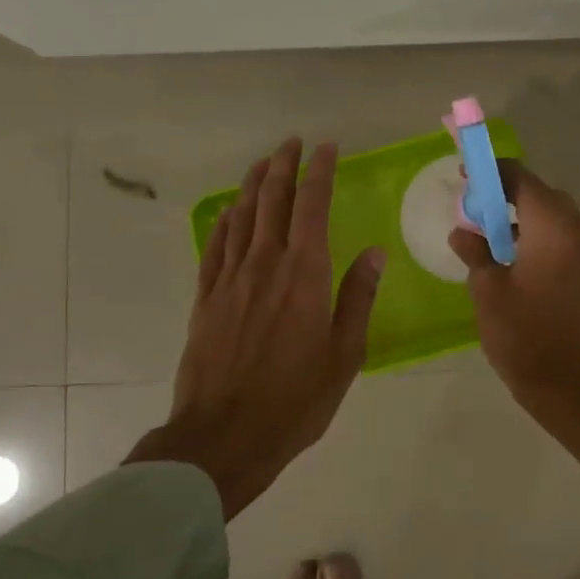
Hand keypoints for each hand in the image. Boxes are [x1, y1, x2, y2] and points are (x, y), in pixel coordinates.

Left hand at [126, 138, 385, 518]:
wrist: (224, 435)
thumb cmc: (295, 399)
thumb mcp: (343, 354)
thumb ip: (356, 298)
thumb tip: (373, 254)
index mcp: (304, 274)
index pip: (312, 207)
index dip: (319, 172)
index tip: (325, 148)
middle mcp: (265, 265)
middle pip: (272, 201)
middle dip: (283, 166)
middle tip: (292, 143)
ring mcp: (230, 280)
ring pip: (242, 217)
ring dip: (254, 185)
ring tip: (264, 163)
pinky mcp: (206, 298)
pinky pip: (215, 247)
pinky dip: (224, 222)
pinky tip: (230, 212)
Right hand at [448, 161, 579, 472]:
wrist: (565, 382)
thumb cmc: (521, 333)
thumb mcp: (487, 288)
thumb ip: (475, 251)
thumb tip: (463, 232)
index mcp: (551, 226)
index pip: (520, 178)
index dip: (491, 172)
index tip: (465, 175)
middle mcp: (574, 229)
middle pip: (538, 192)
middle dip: (504, 192)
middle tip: (472, 205)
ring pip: (550, 214)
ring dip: (519, 214)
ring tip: (484, 232)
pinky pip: (558, 235)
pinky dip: (533, 233)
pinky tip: (507, 254)